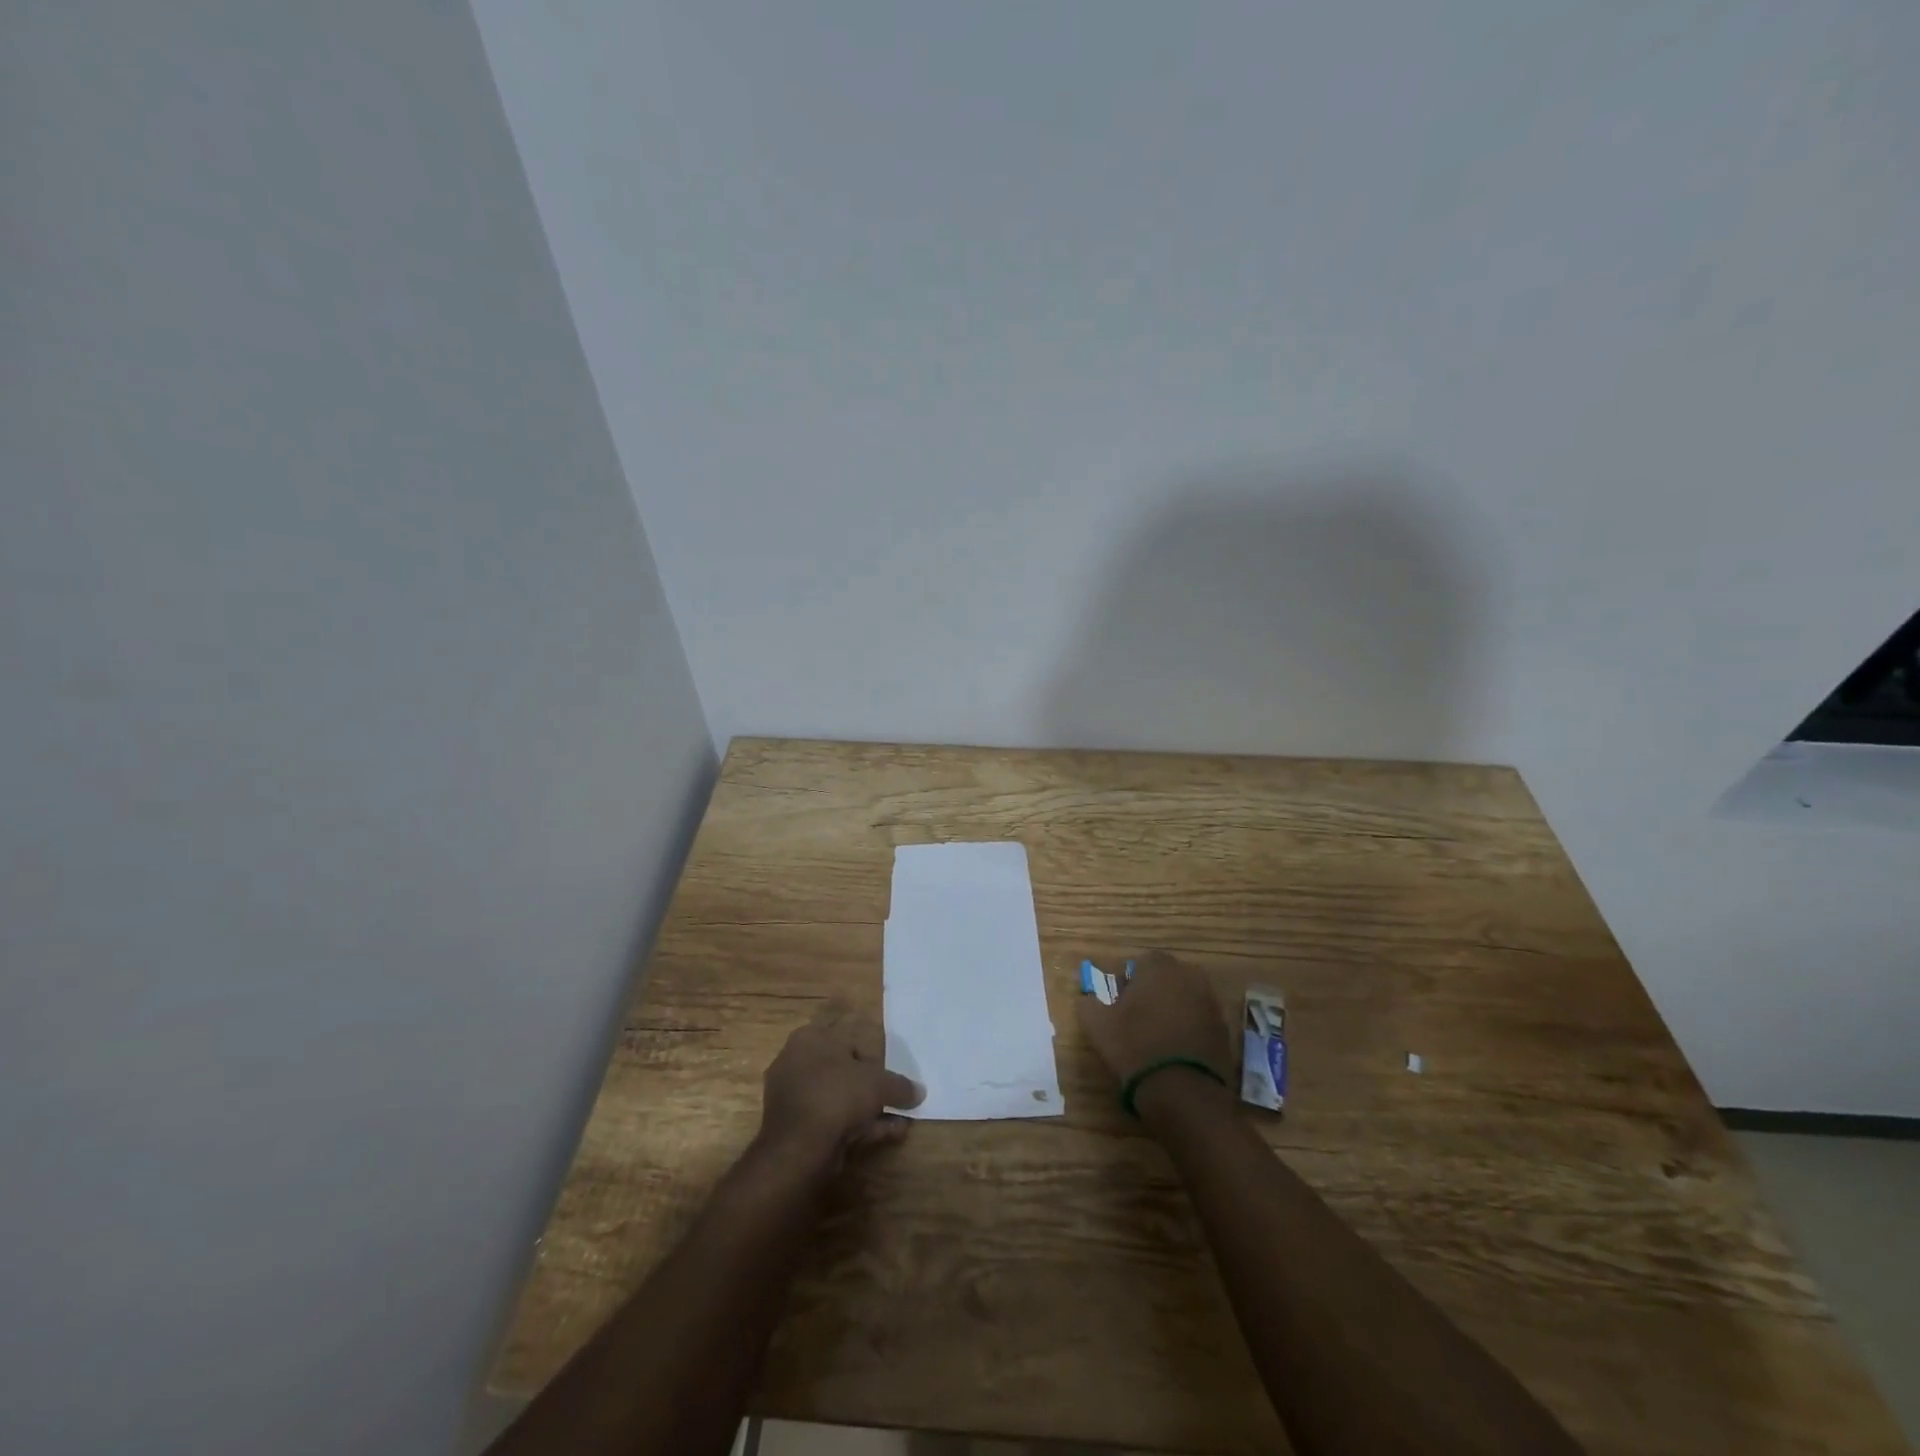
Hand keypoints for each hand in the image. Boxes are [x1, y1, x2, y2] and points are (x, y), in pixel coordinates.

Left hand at [757, 1007, 922, 1171]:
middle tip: (895, 1100)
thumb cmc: (837, 1096)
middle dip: (872, 1089)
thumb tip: (919, 1091)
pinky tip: (886, 1136)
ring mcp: (792, 1098)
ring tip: (899, 1123)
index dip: (875, 1057)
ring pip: (839, 1100)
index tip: (890, 1076)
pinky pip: (831, 1121)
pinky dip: (857, 1127)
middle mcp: (795, 1062)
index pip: (849, 1039)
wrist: (798, 1149)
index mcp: (810, 1038)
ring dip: (869, 1111)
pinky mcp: (793, 1129)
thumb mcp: (879, 1084)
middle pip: (844, 1072)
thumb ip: (900, 1086)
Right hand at [1077, 951, 1231, 1092]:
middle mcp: (1189, 976)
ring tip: (1156, 1038)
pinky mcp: (1225, 1030)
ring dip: (1173, 1010)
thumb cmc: (1134, 1047)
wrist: (1182, 1092)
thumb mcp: (1097, 1025)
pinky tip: (1176, 1051)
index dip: (1128, 982)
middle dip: (1153, 992)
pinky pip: (1200, 1021)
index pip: (1140, 963)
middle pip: (1166, 978)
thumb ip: (1089, 1002)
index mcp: (1158, 967)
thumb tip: (1088, 996)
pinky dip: (1189, 1030)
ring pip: (1185, 998)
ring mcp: (1211, 1002)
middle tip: (1137, 1019)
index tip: (1119, 1005)